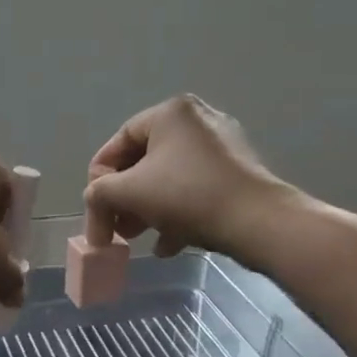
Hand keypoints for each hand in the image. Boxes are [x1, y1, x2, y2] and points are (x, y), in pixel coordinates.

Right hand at [84, 95, 298, 258]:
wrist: (260, 223)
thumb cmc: (188, 196)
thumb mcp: (129, 193)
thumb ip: (98, 193)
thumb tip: (95, 202)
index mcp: (170, 112)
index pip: (118, 142)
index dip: (99, 178)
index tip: (95, 208)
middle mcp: (198, 120)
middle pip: (144, 161)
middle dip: (124, 198)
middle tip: (116, 227)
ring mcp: (223, 146)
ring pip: (169, 177)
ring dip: (147, 208)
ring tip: (138, 238)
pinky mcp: (240, 173)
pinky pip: (195, 188)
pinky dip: (177, 212)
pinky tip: (168, 244)